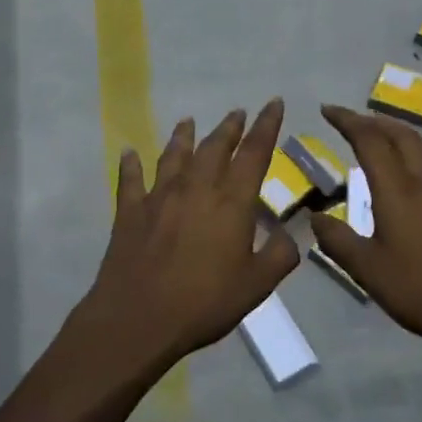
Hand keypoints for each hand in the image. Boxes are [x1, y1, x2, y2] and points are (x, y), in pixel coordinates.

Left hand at [70, 100, 298, 376]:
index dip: (266, 126)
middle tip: (237, 112)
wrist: (138, 318)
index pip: (254, 154)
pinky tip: (129, 152)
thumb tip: (292, 234)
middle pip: (214, 147)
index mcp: (231, 202)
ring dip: (183, 136)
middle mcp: (195, 188)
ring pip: (174, 156)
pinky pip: (131, 180)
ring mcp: (159, 197)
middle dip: (229, 127)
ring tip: (188, 120)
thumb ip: (279, 255)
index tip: (273, 103)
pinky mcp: (130, 212)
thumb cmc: (204, 302)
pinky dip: (131, 164)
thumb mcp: (256, 285)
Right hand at [308, 104, 421, 366]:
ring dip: (401, 137)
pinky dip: (421, 161)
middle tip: (352, 121)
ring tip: (385, 144)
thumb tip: (315, 218)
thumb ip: (337, 241)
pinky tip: (418, 184)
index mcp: (398, 189)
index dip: (347, 120)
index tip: (327, 111)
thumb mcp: (368, 270)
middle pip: (402, 135)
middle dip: (374, 121)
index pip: (370, 140)